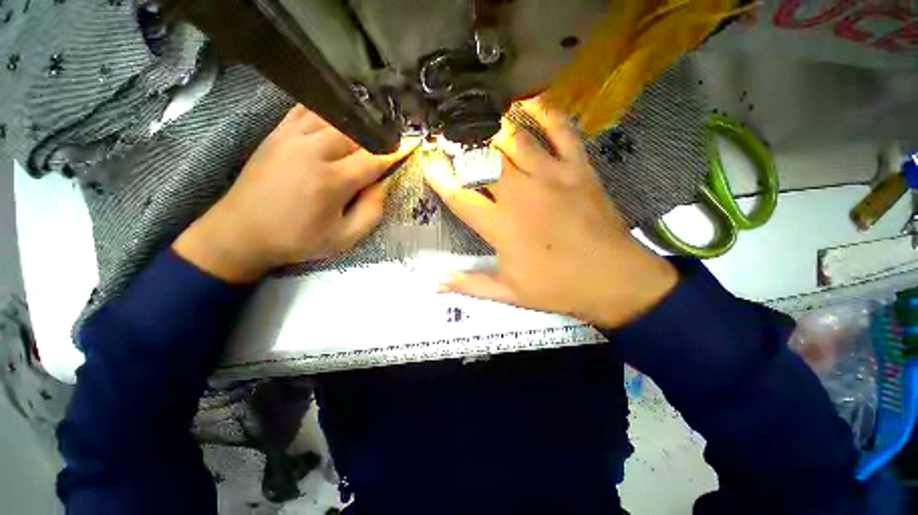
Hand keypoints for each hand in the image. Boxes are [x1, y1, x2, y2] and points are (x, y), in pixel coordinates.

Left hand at [174, 105, 416, 282]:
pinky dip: (327, 112)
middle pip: (356, 132)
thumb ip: (371, 213)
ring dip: (355, 124)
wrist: (241, 231)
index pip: (374, 158)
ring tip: (366, 134)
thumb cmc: (297, 239)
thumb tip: (382, 187)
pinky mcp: (277, 133)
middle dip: (376, 138)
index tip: (408, 147)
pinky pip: (307, 111)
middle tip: (387, 146)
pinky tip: (337, 121)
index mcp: (332, 181)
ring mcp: (292, 137)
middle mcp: (313, 152)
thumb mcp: (344, 239)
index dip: (395, 152)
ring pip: (334, 117)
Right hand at [425, 101, 677, 327]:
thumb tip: (435, 284)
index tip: (428, 162)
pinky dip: (546, 113)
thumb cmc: (557, 287)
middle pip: (483, 160)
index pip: (460, 196)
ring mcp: (551, 176)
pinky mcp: (578, 168)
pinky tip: (530, 102)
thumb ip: (470, 284)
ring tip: (479, 119)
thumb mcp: (509, 293)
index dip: (440, 178)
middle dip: (462, 145)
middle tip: (450, 136)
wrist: (614, 279)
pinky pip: (561, 131)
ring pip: (515, 140)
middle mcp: (520, 194)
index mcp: (500, 226)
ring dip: (493, 127)